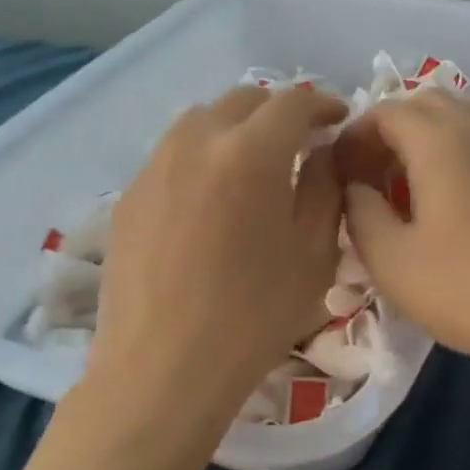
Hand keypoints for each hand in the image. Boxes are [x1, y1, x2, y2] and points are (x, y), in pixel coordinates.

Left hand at [77, 85, 346, 445]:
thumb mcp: (314, 253)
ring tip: (256, 162)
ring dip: (238, 127)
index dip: (324, 104)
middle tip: (303, 141)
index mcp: (251, 153)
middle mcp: (197, 142)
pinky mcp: (129, 196)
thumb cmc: (255, 315)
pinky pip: (173, 154)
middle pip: (243, 99)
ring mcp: (155, 166)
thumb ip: (326, 188)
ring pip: (202, 120)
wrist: (163, 370)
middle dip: (280, 110)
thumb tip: (323, 152)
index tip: (339, 120)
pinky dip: (204, 155)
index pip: (294, 102)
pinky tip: (213, 197)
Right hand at [335, 90, 469, 373]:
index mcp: (439, 138)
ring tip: (418, 173)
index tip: (340, 174)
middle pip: (425, 103)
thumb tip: (355, 186)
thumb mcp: (392, 261)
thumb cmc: (467, 288)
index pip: (385, 112)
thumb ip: (360, 213)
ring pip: (465, 109)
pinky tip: (458, 189)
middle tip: (373, 178)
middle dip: (391, 131)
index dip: (355, 138)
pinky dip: (466, 142)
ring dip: (433, 129)